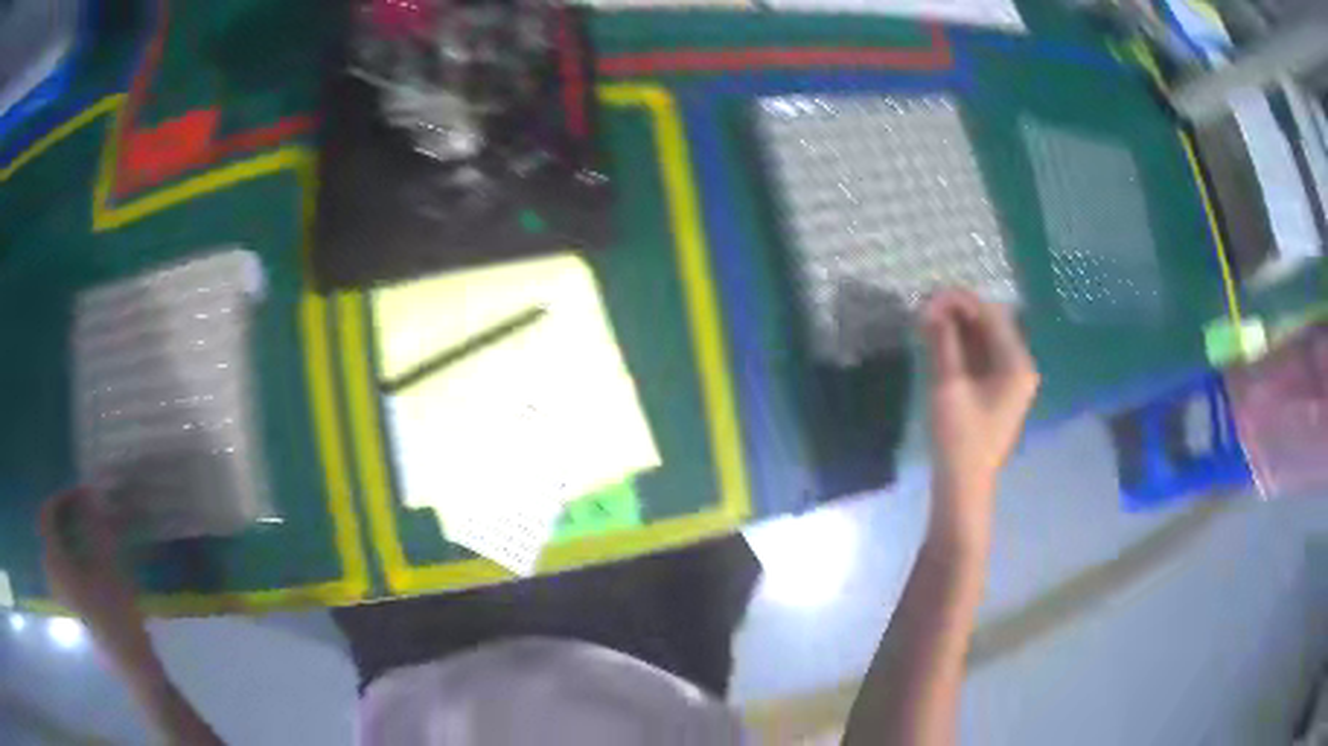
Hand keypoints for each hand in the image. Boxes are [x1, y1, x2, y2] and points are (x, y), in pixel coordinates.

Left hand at [38, 488, 151, 666]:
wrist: (132, 665)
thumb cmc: (118, 613)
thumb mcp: (108, 565)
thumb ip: (94, 525)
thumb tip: (89, 490)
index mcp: (56, 562)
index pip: (47, 515)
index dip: (61, 498)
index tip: (82, 493)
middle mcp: (53, 573)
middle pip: (49, 532)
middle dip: (63, 515)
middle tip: (83, 510)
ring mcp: (62, 592)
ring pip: (55, 550)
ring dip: (67, 534)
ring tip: (86, 531)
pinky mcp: (72, 604)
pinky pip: (62, 567)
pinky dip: (70, 552)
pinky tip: (86, 558)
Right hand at [921, 290, 1038, 549]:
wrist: (963, 485)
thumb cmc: (960, 438)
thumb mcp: (948, 385)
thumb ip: (942, 342)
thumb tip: (930, 307)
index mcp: (1017, 364)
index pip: (992, 315)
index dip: (960, 301)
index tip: (928, 299)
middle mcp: (1020, 366)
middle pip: (992, 324)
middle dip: (959, 312)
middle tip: (925, 310)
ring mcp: (1011, 379)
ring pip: (986, 339)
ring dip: (959, 327)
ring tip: (928, 323)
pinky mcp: (999, 390)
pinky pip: (983, 356)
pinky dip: (963, 346)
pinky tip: (940, 343)